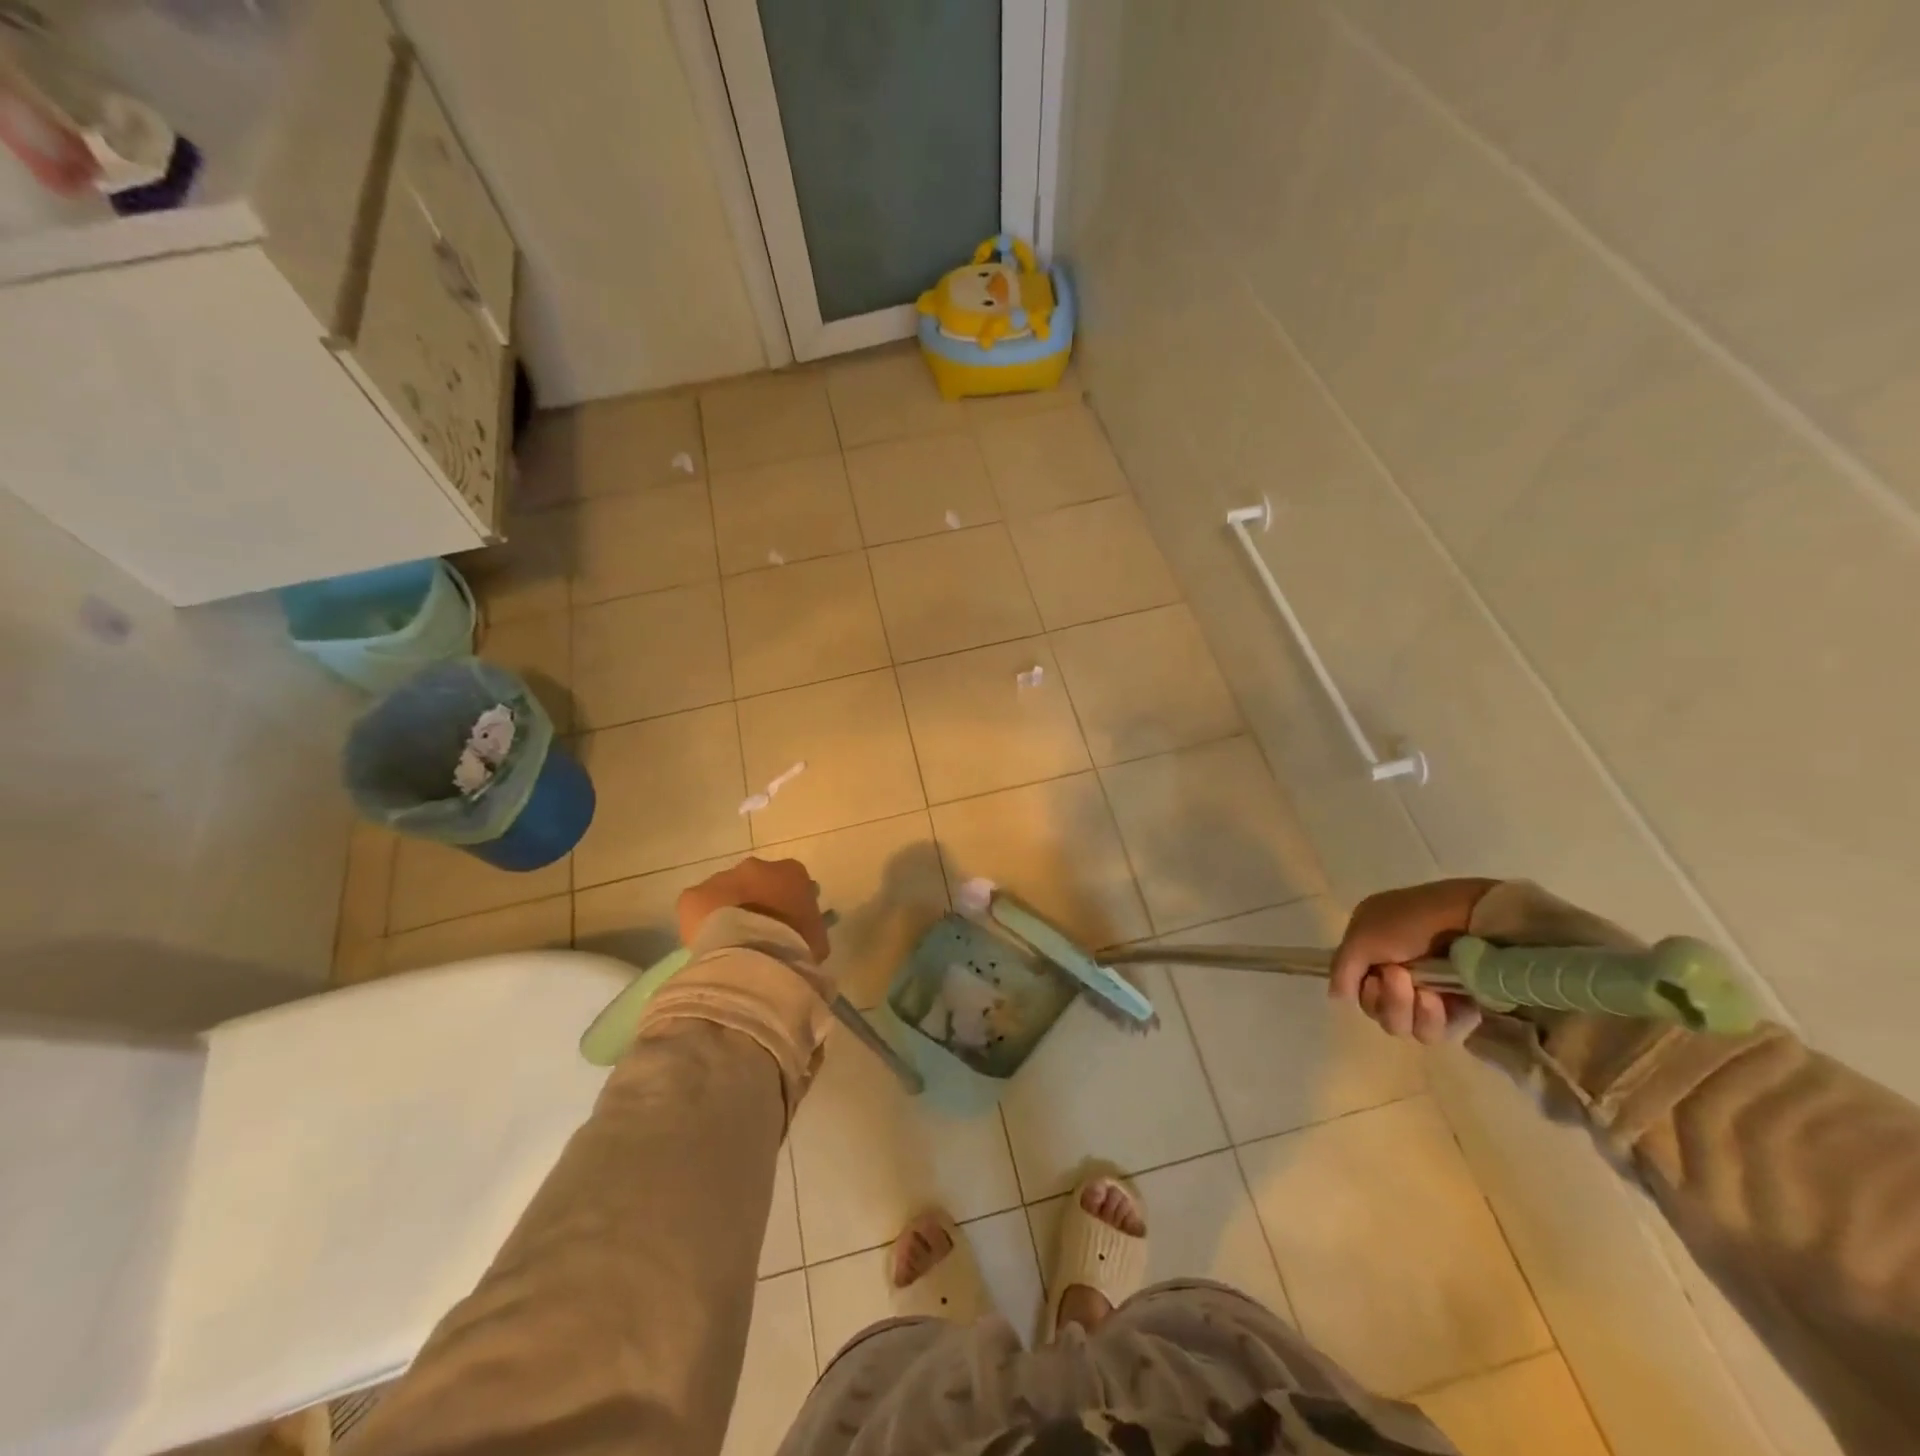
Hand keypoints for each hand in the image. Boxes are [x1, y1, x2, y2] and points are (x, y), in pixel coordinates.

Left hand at [677, 857, 830, 962]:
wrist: (753, 957)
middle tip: (756, 931)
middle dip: (755, 901)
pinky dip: (701, 922)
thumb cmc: (794, 947)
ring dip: (727, 909)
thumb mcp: (816, 938)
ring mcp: (722, 878)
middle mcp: (756, 866)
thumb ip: (809, 926)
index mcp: (792, 872)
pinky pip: (697, 907)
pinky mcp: (693, 896)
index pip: (792, 881)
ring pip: (724, 891)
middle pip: (755, 881)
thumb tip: (802, 932)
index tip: (786, 924)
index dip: (787, 903)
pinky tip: (707, 944)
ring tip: (729, 941)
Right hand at [1330, 879, 1498, 1045]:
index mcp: (1372, 949)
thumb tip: (1337, 997)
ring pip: (1407, 1027)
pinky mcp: (1461, 1007)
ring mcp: (1430, 990)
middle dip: (1389, 1002)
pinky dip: (1438, 1020)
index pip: (1358, 989)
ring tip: (1428, 994)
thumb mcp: (1364, 935)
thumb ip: (1342, 968)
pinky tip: (1446, 1000)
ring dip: (1412, 1013)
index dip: (1364, 991)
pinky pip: (1440, 1031)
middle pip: (1379, 1012)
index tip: (1376, 975)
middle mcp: (1397, 971)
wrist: (1475, 918)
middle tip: (1401, 978)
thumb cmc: (1413, 920)